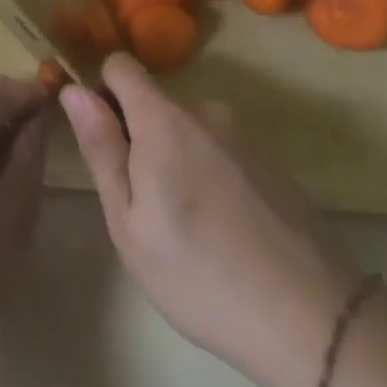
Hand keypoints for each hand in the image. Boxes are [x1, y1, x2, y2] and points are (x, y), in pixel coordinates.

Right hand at [60, 53, 364, 386]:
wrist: (313, 320)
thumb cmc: (199, 274)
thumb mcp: (129, 222)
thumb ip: (101, 148)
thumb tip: (73, 89)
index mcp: (163, 119)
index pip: (121, 66)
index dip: (102, 92)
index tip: (102, 138)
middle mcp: (205, 111)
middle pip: (155, 104)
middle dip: (140, 138)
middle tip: (145, 207)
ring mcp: (244, 135)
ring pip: (189, 132)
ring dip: (177, 160)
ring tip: (188, 228)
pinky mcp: (272, 162)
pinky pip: (222, 152)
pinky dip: (211, 176)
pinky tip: (226, 232)